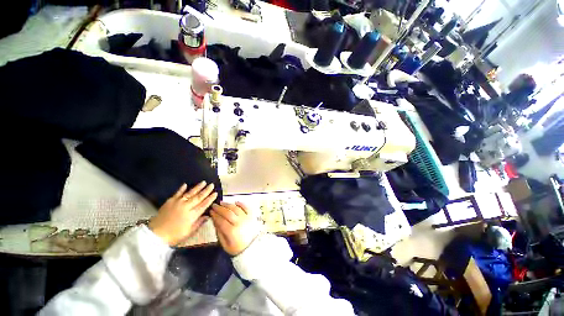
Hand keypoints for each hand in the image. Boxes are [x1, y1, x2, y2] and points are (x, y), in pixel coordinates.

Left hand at [148, 181, 216, 245]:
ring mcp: (178, 203)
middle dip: (206, 191)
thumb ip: (199, 223)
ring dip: (197, 187)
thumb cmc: (174, 235)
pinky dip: (181, 189)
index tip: (215, 193)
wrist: (155, 235)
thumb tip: (208, 216)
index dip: (210, 199)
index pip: (204, 205)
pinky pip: (177, 193)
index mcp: (192, 215)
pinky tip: (186, 184)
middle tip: (212, 185)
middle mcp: (186, 207)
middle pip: (198, 197)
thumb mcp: (189, 232)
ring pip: (190, 193)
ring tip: (203, 182)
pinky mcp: (170, 202)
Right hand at [211, 202, 260, 255]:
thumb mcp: (225, 244)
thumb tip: (215, 221)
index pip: (221, 221)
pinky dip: (241, 204)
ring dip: (228, 204)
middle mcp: (239, 223)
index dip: (215, 215)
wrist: (252, 248)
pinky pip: (246, 207)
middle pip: (228, 213)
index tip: (210, 211)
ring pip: (236, 208)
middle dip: (220, 208)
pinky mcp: (252, 216)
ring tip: (222, 203)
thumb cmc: (237, 248)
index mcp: (232, 232)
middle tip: (214, 205)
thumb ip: (219, 232)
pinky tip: (235, 202)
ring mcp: (246, 218)